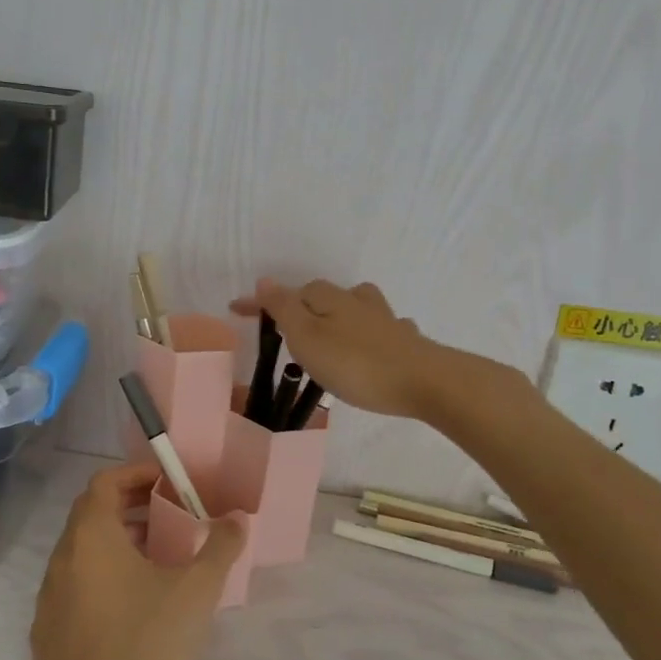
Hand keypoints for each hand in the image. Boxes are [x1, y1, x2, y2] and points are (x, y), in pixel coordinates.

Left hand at [31, 462, 245, 659]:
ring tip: (159, 557)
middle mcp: (62, 559)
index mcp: (91, 538)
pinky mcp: (46, 633)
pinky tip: (133, 605)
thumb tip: (237, 519)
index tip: (167, 481)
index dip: (135, 474)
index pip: (104, 482)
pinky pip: (75, 585)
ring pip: (82, 551)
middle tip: (170, 514)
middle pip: (91, 514)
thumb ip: (219, 547)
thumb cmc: (147, 647)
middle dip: (131, 506)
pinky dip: (102, 576)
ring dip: (118, 542)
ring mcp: (49, 598)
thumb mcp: (196, 592)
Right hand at [231, 278, 445, 418]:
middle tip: (284, 331)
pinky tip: (376, 345)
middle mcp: (357, 302)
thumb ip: (284, 308)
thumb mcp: (307, 336)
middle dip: (302, 307)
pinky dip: (372, 334)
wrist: (425, 381)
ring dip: (339, 316)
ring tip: (330, 335)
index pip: (287, 294)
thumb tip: (265, 278)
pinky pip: (383, 330)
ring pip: (357, 308)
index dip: (261, 303)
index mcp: (329, 299)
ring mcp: (386, 320)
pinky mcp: (407, 343)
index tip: (235, 310)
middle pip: (323, 296)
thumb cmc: (356, 363)